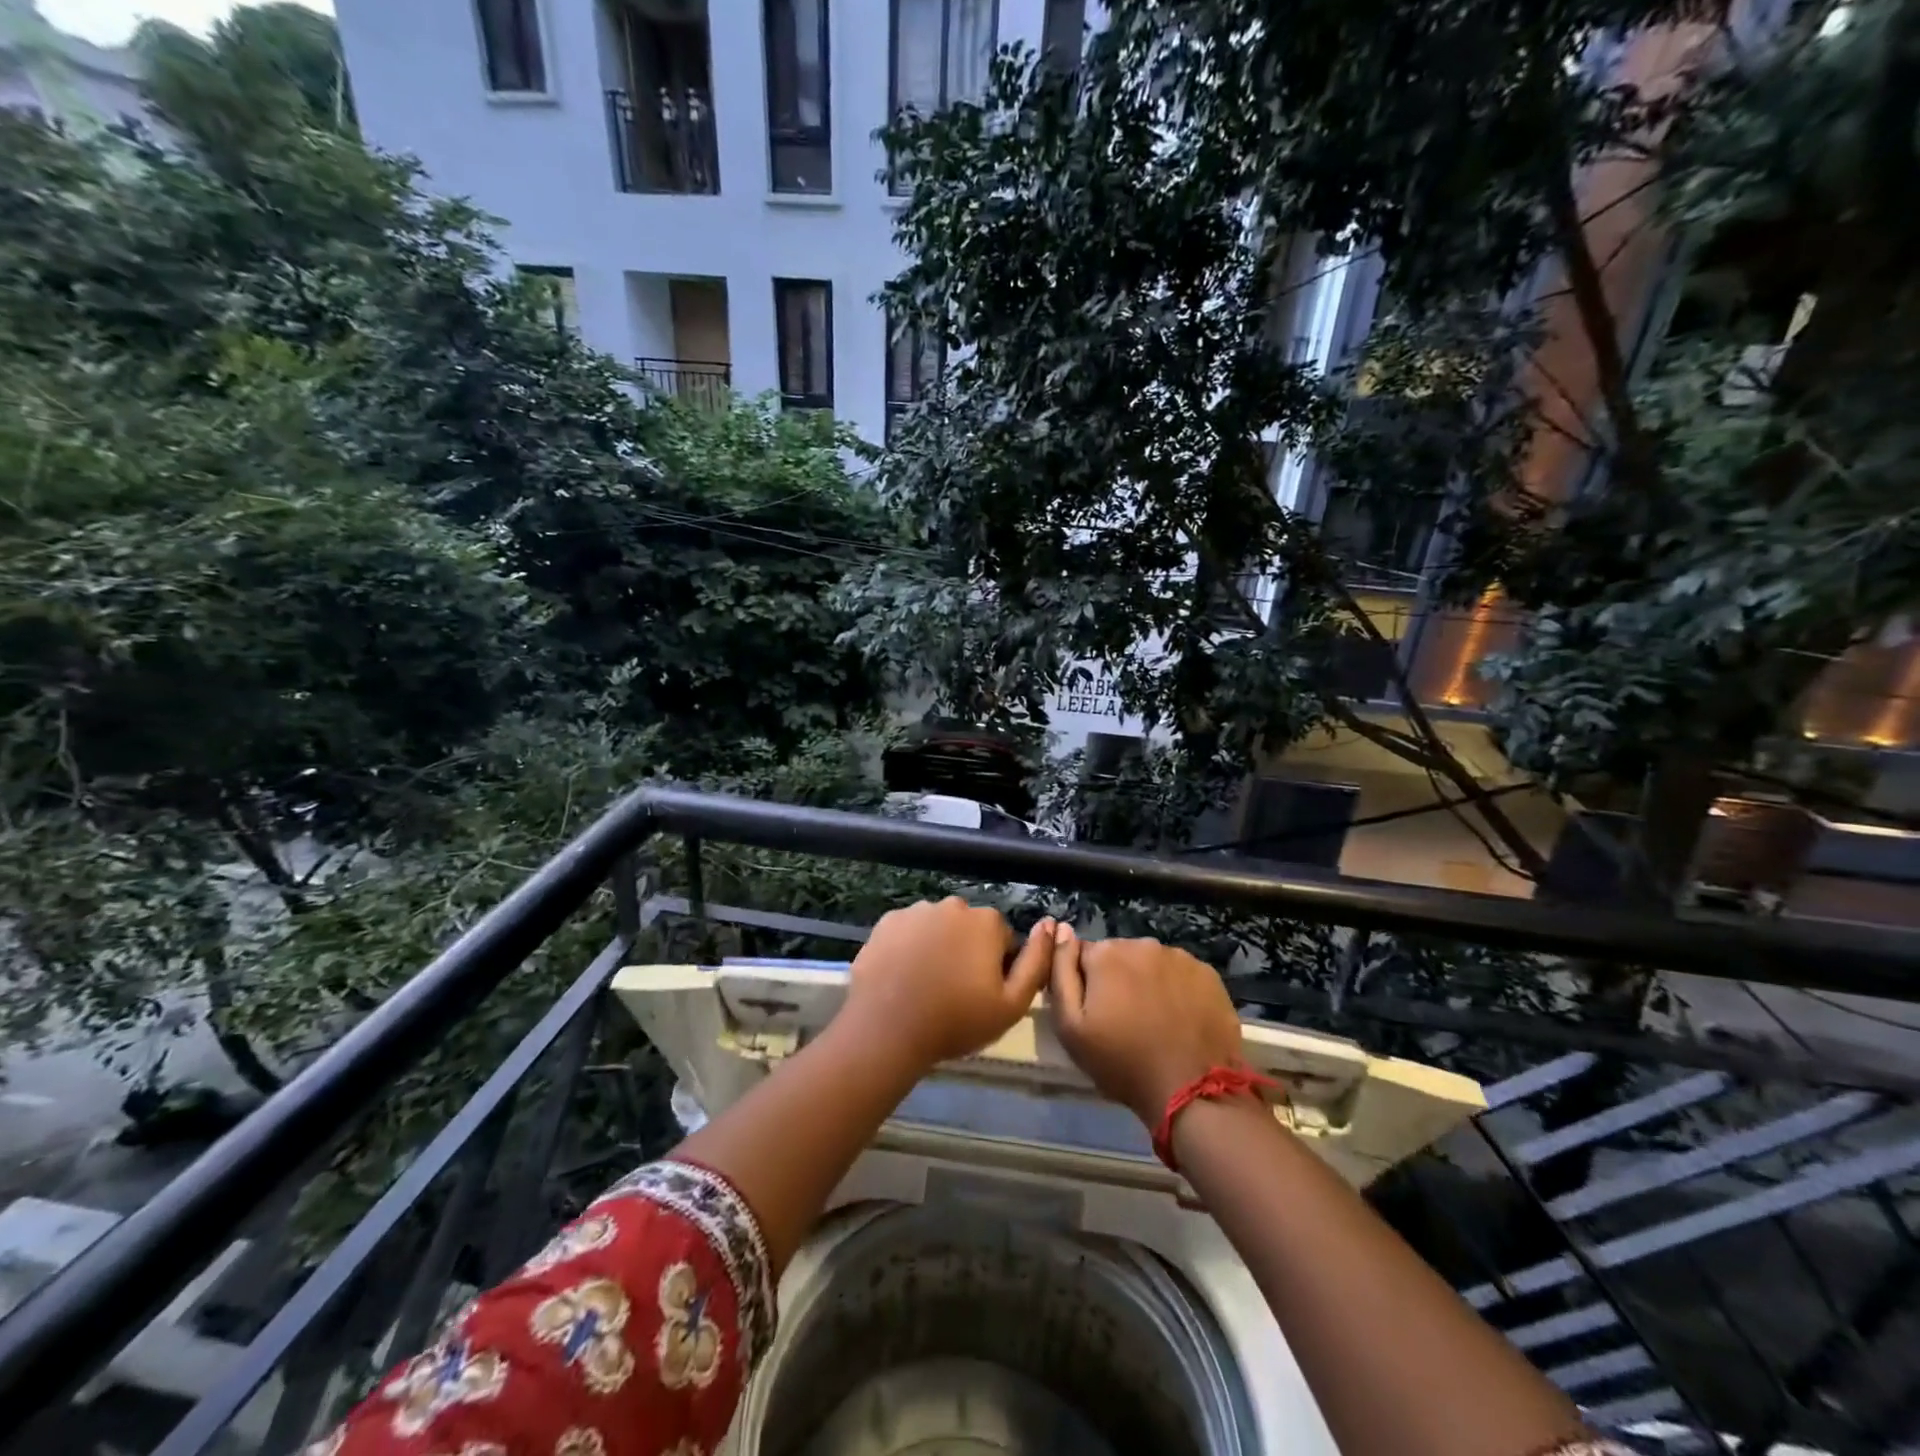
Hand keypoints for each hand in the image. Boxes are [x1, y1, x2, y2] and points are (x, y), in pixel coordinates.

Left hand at [845, 898, 1054, 1071]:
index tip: (983, 994)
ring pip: (938, 927)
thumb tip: (1050, 925)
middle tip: (955, 991)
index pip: (1003, 940)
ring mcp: (916, 911)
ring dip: (938, 947)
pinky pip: (908, 932)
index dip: (997, 968)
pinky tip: (903, 976)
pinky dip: (909, 947)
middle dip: (968, 952)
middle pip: (969, 929)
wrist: (887, 1029)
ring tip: (926, 986)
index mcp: (986, 921)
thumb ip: (1037, 962)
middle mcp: (952, 905)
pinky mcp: (886, 922)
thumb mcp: (1012, 1004)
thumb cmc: (956, 1021)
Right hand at [1047, 927, 1244, 1124]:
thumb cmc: (1123, 1062)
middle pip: (1119, 956)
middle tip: (1124, 1021)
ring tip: (1154, 1021)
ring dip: (1147, 983)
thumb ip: (1059, 972)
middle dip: (1117, 980)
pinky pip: (1180, 974)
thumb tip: (1061, 930)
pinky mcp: (1208, 974)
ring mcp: (1179, 957)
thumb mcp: (1071, 1027)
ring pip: (1151, 964)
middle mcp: (1142, 943)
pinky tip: (1180, 1018)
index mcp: (1105, 953)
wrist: (1193, 1091)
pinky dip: (1176, 989)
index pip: (1083, 956)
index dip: (1086, 984)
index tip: (1096, 1012)